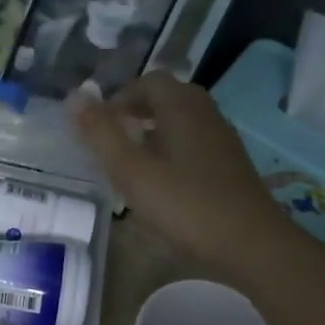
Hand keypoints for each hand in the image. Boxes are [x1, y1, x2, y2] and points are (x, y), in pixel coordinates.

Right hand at [67, 76, 286, 268]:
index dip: (120, 96)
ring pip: (183, 122)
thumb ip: (101, 133)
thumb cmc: (185, 204)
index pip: (148, 81)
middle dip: (137, 112)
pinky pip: (195, 144)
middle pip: (168, 97)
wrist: (250, 243)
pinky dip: (173, 151)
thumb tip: (73, 96)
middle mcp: (206, 113)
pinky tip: (163, 184)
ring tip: (132, 162)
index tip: (99, 125)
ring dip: (155, 132)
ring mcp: (223, 140)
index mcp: (181, 106)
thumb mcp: (131, 170)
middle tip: (112, 140)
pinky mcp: (231, 165)